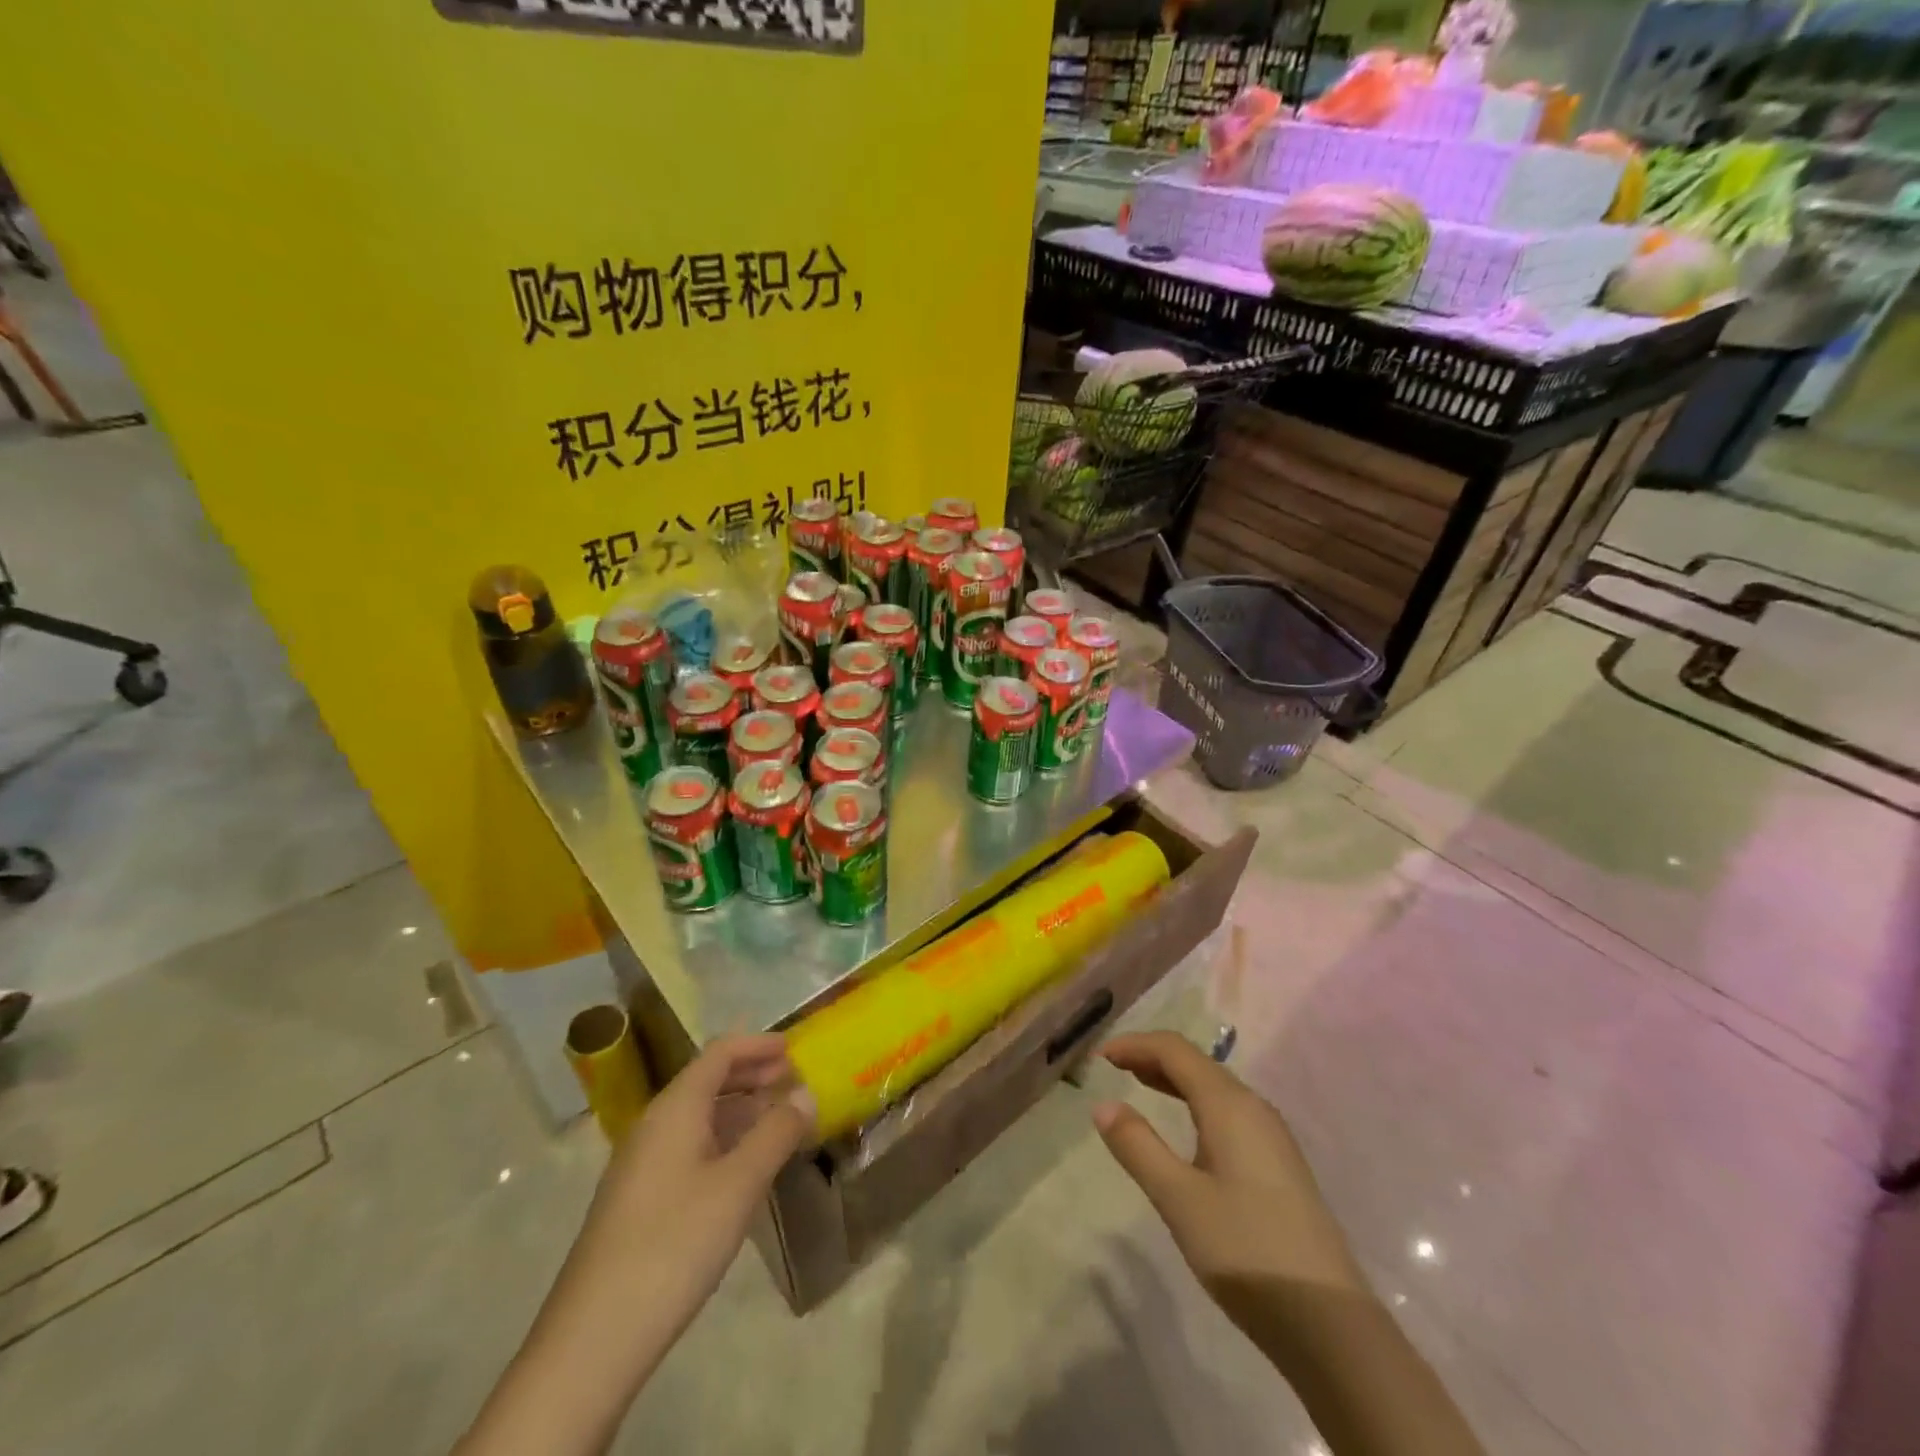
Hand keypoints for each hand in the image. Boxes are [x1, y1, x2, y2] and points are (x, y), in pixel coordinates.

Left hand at [573, 1033, 813, 1338]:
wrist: (593, 1338)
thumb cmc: (674, 1244)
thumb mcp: (739, 1185)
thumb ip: (776, 1133)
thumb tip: (805, 1094)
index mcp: (675, 1108)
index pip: (719, 1052)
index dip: (758, 1045)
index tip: (795, 1050)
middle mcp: (654, 1124)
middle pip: (707, 1080)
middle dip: (751, 1075)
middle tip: (793, 1083)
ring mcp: (641, 1163)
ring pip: (698, 1116)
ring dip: (739, 1110)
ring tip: (778, 1123)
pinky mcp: (638, 1198)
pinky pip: (688, 1146)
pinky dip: (722, 1140)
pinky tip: (743, 1168)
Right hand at [1094, 1035, 1490, 1455]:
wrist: (1329, 1323)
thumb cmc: (1245, 1250)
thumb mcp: (1178, 1198)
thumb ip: (1137, 1146)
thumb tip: (1103, 1105)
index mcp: (1229, 1104)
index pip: (1174, 1050)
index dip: (1135, 1044)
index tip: (1099, 1056)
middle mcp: (1253, 1107)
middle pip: (1196, 1062)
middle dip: (1151, 1057)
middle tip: (1113, 1067)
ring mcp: (1271, 1135)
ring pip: (1213, 1086)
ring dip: (1173, 1079)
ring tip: (1138, 1085)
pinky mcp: (1278, 1162)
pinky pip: (1227, 1110)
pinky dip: (1194, 1102)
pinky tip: (1184, 1128)